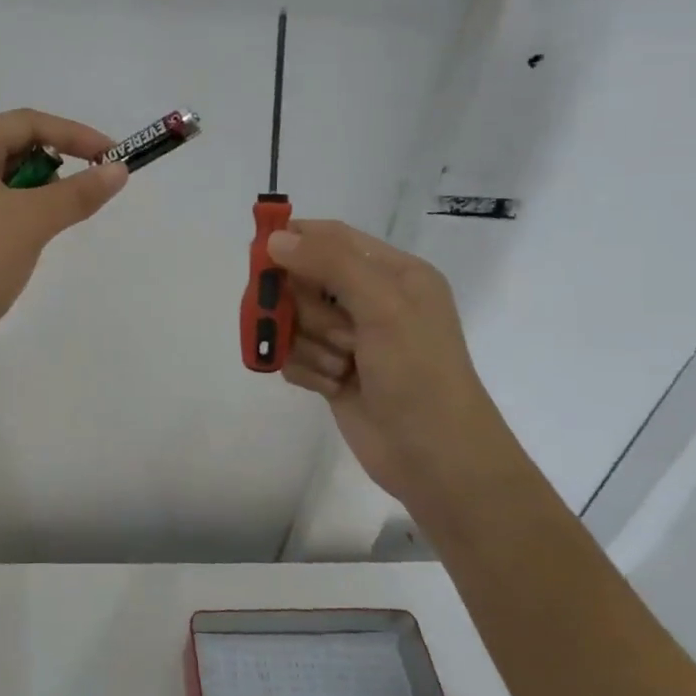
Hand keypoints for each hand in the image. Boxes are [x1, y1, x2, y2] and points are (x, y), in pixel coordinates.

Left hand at [0, 109, 128, 381]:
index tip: (112, 158)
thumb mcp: (32, 220)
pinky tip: (34, 239)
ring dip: (40, 194)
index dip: (75, 135)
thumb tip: (119, 171)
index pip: (26, 123)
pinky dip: (22, 215)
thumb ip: (79, 192)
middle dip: (56, 166)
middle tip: (85, 194)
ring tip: (57, 221)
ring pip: (7, 181)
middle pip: (15, 147)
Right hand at [267, 220, 519, 508]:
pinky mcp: (332, 372)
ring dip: (310, 345)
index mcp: (394, 273)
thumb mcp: (383, 306)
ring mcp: (349, 339)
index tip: (260, 255)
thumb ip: (330, 264)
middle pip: (304, 281)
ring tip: (341, 367)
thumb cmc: (419, 373)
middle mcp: (370, 301)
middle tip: (332, 330)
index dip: (295, 240)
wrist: (435, 458)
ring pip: (294, 322)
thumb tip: (276, 238)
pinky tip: (331, 387)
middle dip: (306, 308)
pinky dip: (306, 370)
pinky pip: (293, 356)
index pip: (333, 238)